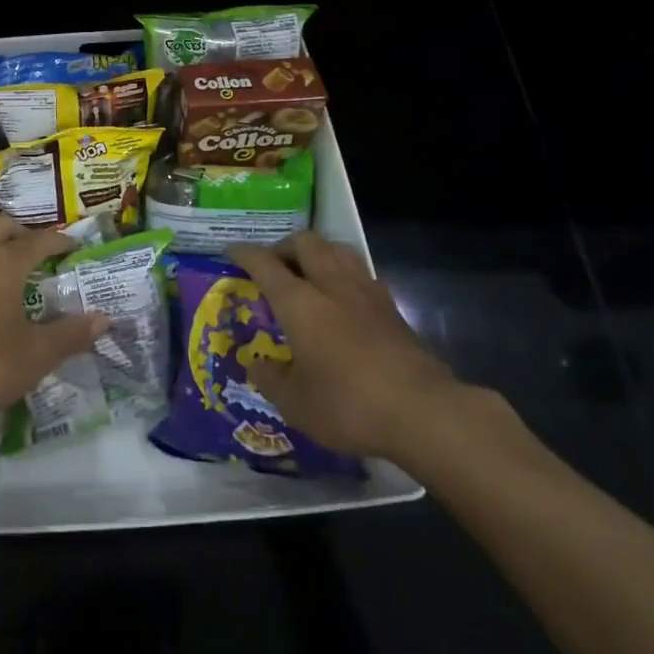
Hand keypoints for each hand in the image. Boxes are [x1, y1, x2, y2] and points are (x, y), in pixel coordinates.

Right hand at [229, 232, 503, 475]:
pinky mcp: (392, 307)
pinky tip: (344, 297)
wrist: (422, 411)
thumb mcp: (295, 404)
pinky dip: (345, 275)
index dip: (245, 254)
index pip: (265, 263)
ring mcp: (366, 292)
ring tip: (309, 273)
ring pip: (338, 250)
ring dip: (318, 253)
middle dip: (285, 246)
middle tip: (274, 265)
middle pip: (306, 242)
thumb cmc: (348, 405)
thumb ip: (270, 379)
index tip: (231, 252)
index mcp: (299, 302)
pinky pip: (362, 273)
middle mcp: (331, 285)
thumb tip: (254, 363)